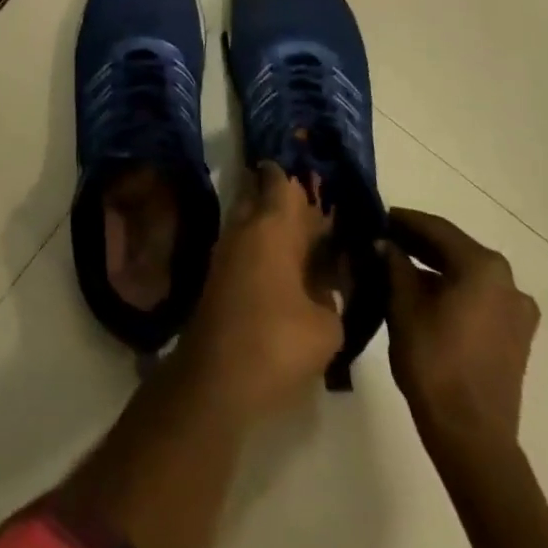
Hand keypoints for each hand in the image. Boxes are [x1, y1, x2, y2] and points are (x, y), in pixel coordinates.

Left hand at [175, 162, 342, 420]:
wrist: (215, 378)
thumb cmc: (276, 342)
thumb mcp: (326, 326)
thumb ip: (332, 296)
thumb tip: (328, 282)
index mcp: (272, 226)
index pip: (279, 180)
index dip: (294, 171)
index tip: (313, 169)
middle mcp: (245, 227)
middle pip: (262, 194)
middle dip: (285, 197)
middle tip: (317, 206)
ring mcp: (227, 250)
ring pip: (251, 220)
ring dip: (274, 224)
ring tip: (309, 240)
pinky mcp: (219, 275)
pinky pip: (246, 245)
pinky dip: (264, 248)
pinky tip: (288, 270)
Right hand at [378, 208, 539, 460]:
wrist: (471, 435)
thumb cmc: (434, 362)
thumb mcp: (403, 305)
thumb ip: (394, 265)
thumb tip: (385, 243)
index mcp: (483, 267)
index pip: (436, 228)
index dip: (404, 220)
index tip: (377, 216)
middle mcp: (507, 282)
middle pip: (455, 249)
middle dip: (419, 243)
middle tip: (383, 239)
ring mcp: (516, 311)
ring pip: (467, 274)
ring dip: (435, 267)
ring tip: (397, 266)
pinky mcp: (515, 337)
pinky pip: (478, 297)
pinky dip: (452, 289)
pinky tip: (423, 295)